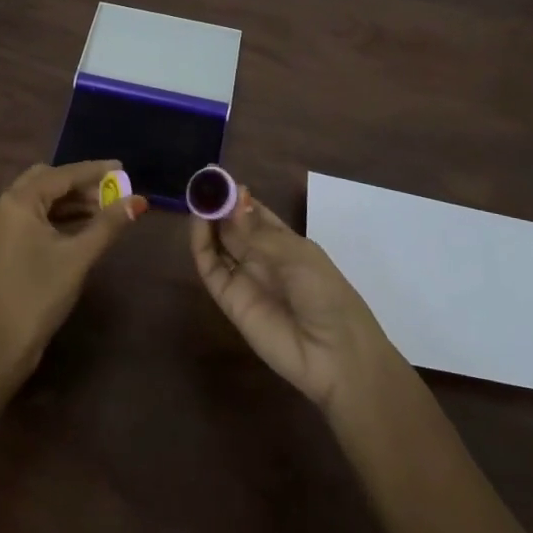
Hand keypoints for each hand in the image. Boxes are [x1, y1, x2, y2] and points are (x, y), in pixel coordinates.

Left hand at [0, 160, 146, 381]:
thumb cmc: (38, 295)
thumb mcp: (78, 257)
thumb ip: (108, 224)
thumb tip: (139, 201)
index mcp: (17, 202)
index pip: (62, 174)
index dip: (94, 171)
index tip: (122, 168)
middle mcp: (3, 205)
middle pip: (46, 181)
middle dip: (80, 184)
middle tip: (111, 191)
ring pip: (38, 200)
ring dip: (69, 201)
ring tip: (104, 210)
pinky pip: (31, 217)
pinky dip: (56, 216)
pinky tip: (81, 227)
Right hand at [191, 186, 399, 412]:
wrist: (335, 356)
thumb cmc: (326, 295)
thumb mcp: (297, 255)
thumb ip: (258, 231)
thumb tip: (232, 199)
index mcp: (286, 244)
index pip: (255, 214)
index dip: (238, 196)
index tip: (219, 177)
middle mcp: (262, 258)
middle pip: (233, 226)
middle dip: (219, 204)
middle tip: (202, 181)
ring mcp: (245, 278)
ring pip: (219, 244)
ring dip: (207, 221)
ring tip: (197, 196)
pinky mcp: (230, 300)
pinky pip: (211, 269)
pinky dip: (201, 245)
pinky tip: (198, 223)